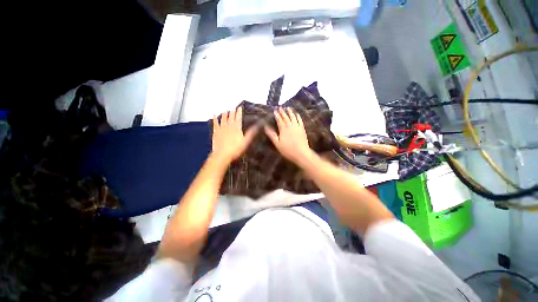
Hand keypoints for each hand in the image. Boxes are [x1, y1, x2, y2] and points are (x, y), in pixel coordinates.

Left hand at [211, 106, 257, 163]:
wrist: (222, 155)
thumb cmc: (236, 149)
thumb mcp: (246, 141)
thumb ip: (251, 133)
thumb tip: (257, 125)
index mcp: (237, 127)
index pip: (238, 117)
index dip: (239, 112)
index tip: (240, 107)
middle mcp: (229, 125)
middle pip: (231, 116)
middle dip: (232, 111)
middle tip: (233, 108)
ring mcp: (221, 128)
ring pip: (223, 118)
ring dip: (225, 113)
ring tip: (226, 109)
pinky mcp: (216, 131)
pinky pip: (215, 122)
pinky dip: (215, 118)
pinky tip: (214, 114)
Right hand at [264, 107, 313, 164]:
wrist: (301, 153)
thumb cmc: (287, 150)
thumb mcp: (277, 143)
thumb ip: (272, 134)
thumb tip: (266, 127)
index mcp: (283, 129)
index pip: (279, 120)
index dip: (276, 115)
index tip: (274, 110)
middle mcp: (290, 126)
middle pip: (286, 117)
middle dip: (282, 112)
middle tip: (280, 107)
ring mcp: (297, 126)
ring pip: (293, 117)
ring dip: (290, 112)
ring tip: (288, 108)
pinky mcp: (302, 129)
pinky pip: (300, 120)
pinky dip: (298, 116)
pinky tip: (297, 114)